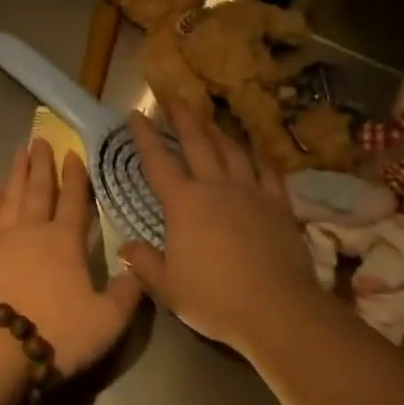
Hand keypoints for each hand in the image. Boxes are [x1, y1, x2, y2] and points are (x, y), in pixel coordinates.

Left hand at [0, 139, 143, 378]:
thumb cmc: (54, 332)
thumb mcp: (105, 321)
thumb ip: (126, 294)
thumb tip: (141, 269)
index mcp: (64, 242)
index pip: (73, 201)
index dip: (75, 177)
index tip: (73, 152)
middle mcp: (32, 232)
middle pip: (38, 190)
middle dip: (41, 164)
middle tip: (39, 139)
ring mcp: (1, 242)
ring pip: (11, 198)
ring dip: (16, 174)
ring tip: (18, 153)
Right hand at [118, 102, 321, 356]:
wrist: (276, 307)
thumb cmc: (215, 299)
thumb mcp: (169, 287)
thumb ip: (145, 263)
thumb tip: (125, 246)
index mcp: (183, 203)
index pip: (158, 161)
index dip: (145, 136)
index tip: (136, 113)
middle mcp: (214, 186)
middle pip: (197, 142)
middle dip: (183, 118)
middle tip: (174, 97)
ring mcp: (249, 191)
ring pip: (231, 150)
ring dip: (218, 131)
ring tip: (210, 118)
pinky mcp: (278, 203)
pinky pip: (268, 171)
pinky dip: (259, 157)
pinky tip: (256, 151)